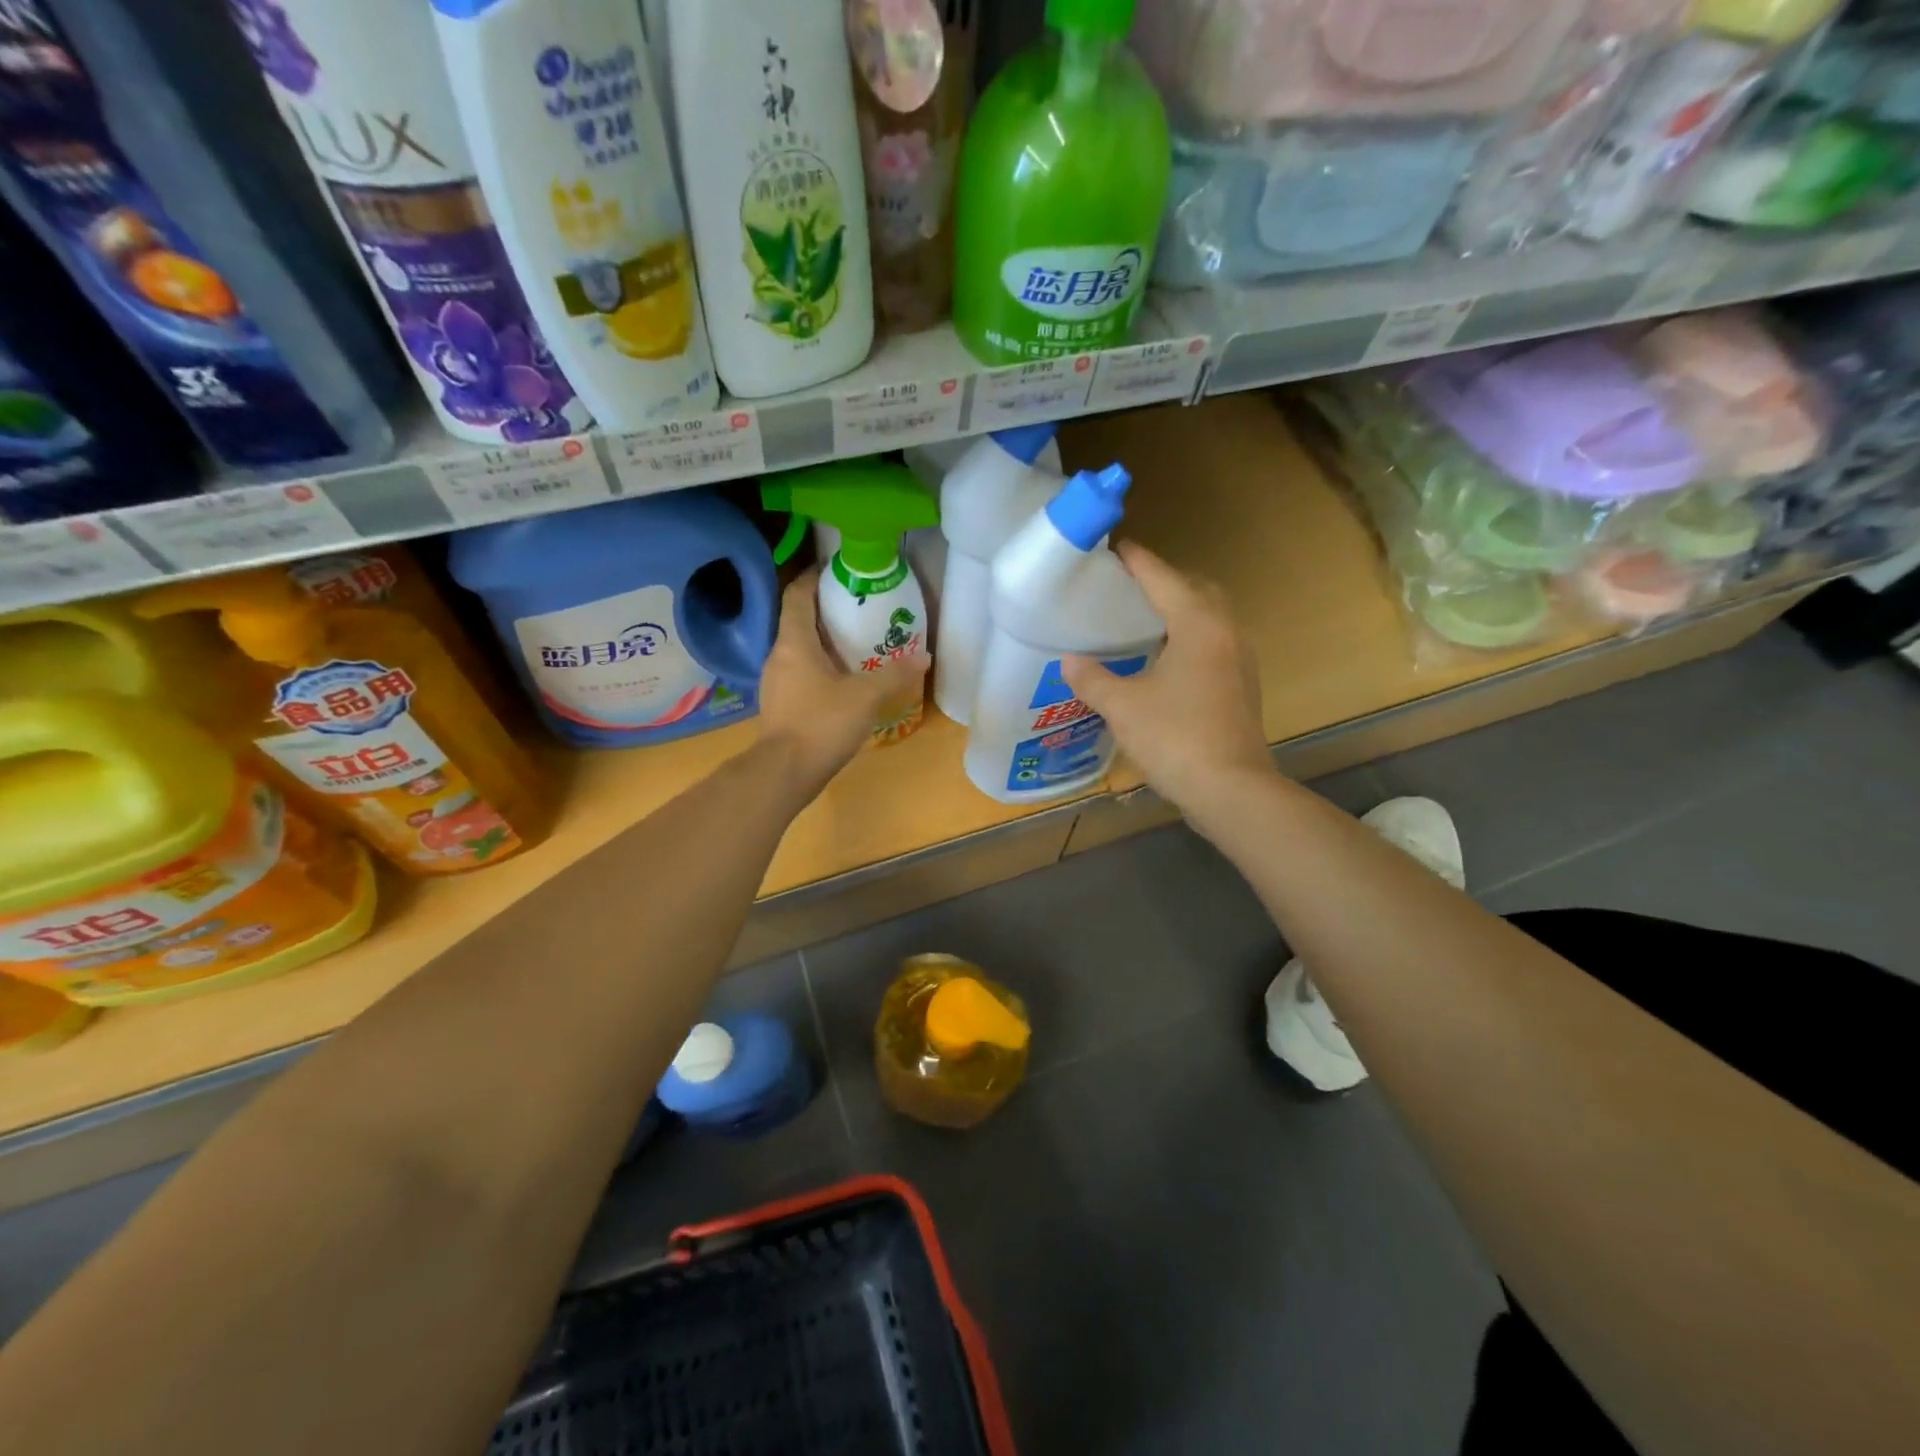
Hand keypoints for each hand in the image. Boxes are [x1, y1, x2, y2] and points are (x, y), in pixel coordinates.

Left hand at [758, 567, 929, 791]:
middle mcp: (778, 655)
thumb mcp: (865, 697)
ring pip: (799, 649)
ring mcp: (775, 682)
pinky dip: (819, 667)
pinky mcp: (780, 705)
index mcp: (794, 642)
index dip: (814, 577)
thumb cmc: (821, 723)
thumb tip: (924, 657)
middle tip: (859, 608)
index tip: (837, 570)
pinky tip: (842, 680)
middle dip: (826, 611)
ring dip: (823, 641)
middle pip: (799, 621)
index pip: (798, 595)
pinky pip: (800, 673)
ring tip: (856, 642)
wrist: (784, 773)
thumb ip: (894, 675)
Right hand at [1062, 542, 1272, 815]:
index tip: (1117, 548)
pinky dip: (1190, 637)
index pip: (1164, 579)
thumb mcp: (1123, 707)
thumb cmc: (1175, 738)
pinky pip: (1214, 644)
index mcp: (1198, 625)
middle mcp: (1226, 632)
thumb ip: (1093, 678)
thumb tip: (1070, 660)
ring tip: (1145, 620)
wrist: (1231, 790)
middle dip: (1166, 581)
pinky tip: (1166, 660)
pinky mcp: (1242, 686)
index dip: (1138, 561)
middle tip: (1130, 588)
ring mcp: (1240, 660)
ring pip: (1211, 617)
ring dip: (1182, 610)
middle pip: (1197, 590)